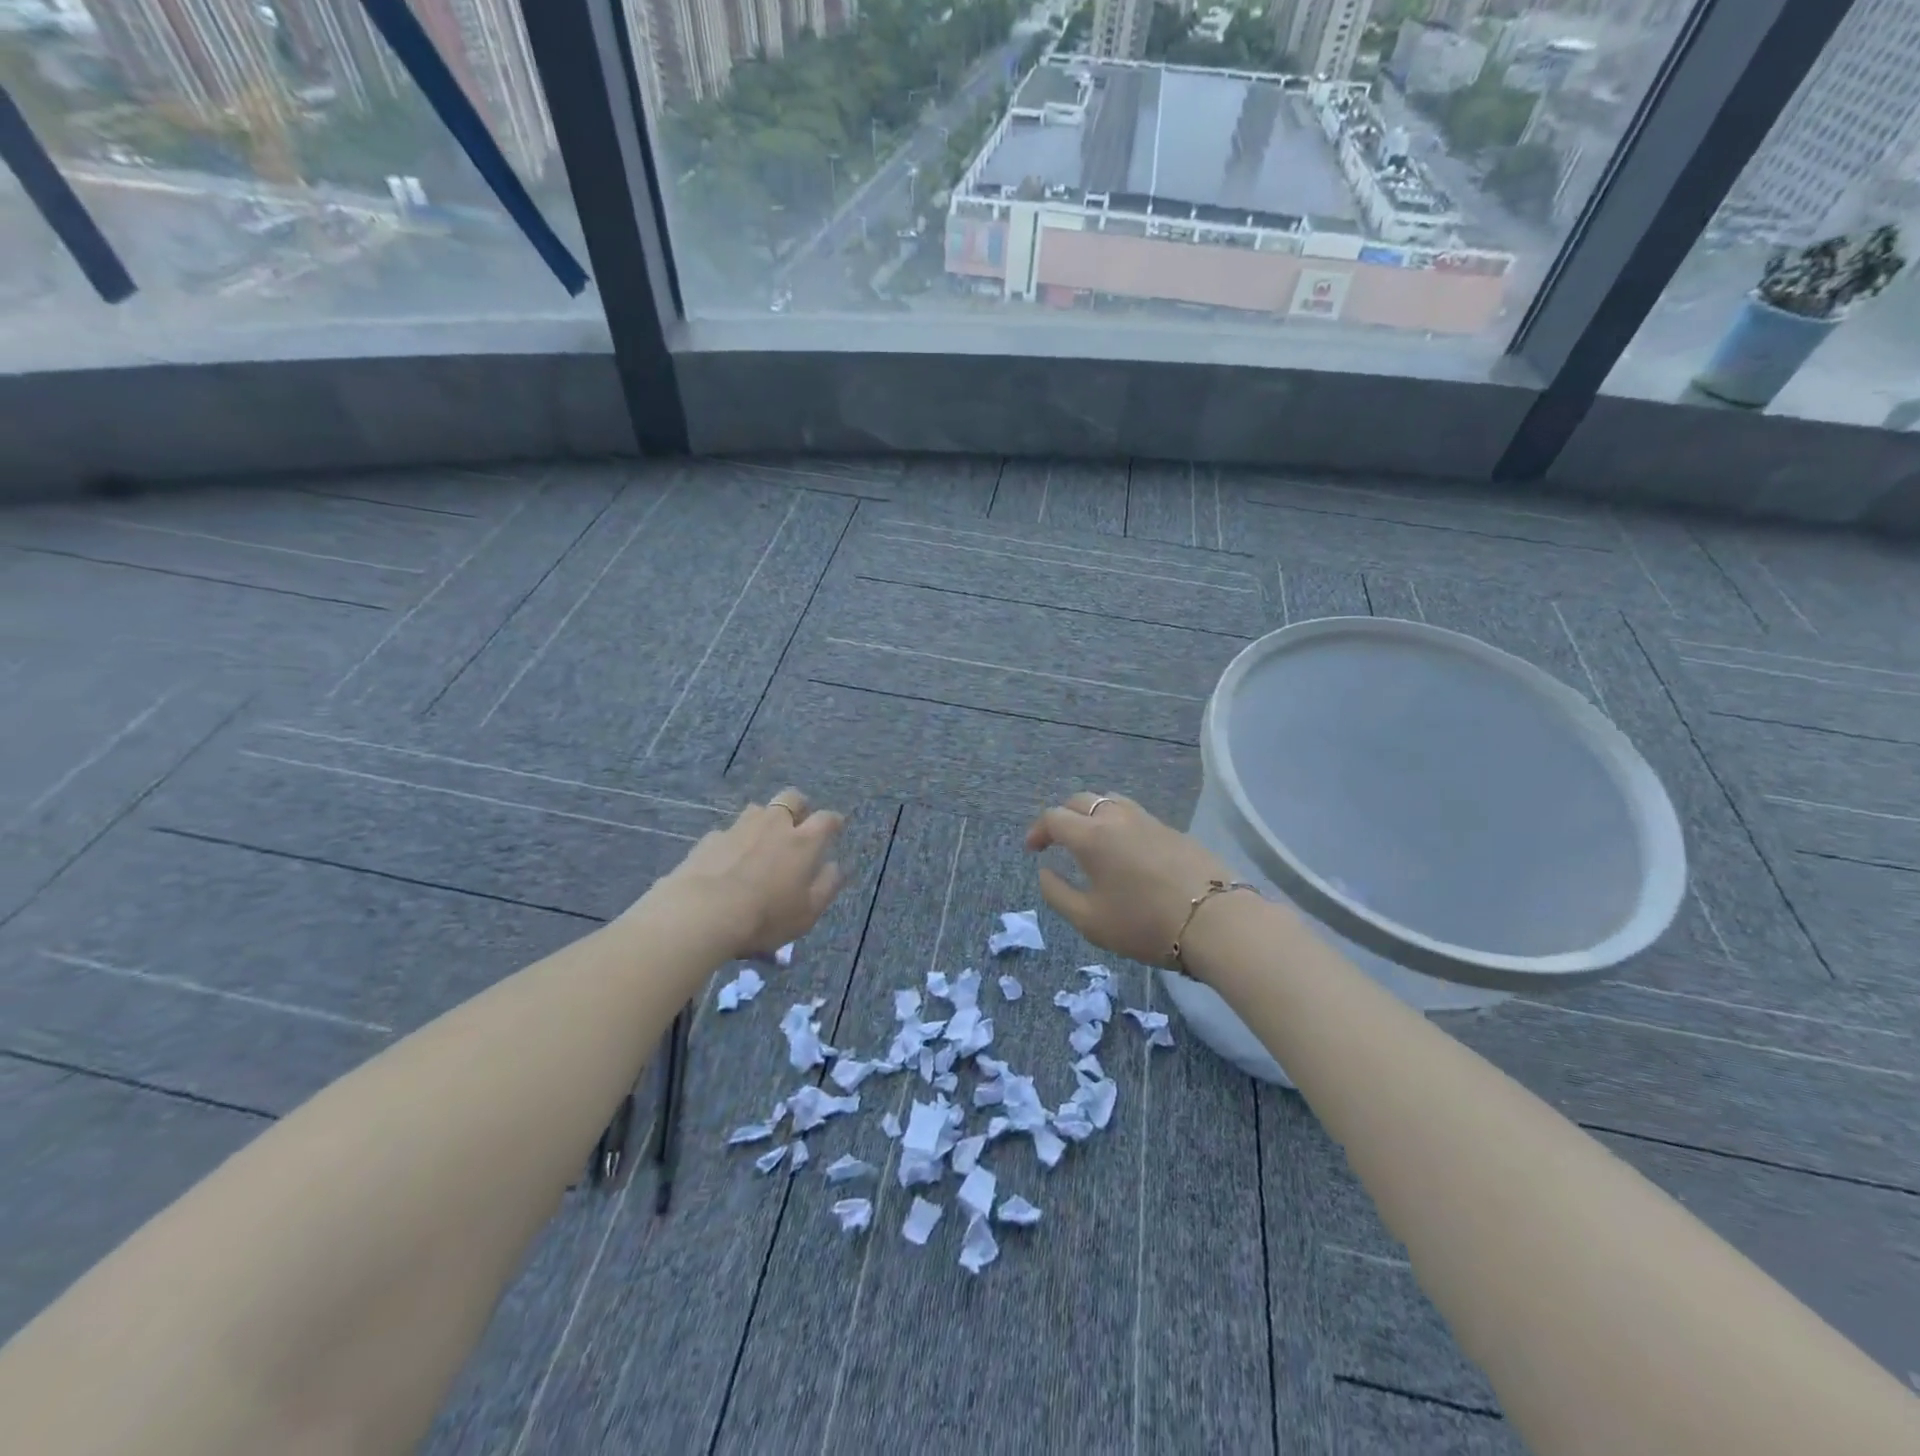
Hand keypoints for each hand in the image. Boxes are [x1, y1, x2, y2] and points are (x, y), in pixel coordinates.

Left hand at [645, 788, 846, 959]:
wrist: (702, 913)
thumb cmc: (765, 916)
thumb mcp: (807, 913)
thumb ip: (827, 886)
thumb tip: (835, 866)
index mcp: (803, 842)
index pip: (826, 819)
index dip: (833, 821)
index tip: (836, 826)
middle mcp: (774, 825)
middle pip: (791, 798)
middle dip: (799, 806)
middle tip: (798, 824)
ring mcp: (739, 828)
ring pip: (758, 810)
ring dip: (765, 821)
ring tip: (761, 842)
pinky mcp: (710, 839)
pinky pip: (728, 832)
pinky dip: (734, 842)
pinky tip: (727, 862)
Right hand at [1025, 792, 1234, 968]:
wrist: (1214, 921)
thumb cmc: (1143, 923)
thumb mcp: (1089, 920)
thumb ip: (1057, 894)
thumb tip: (1045, 871)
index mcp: (1091, 836)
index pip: (1054, 818)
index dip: (1038, 831)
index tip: (1033, 850)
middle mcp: (1116, 818)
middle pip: (1081, 801)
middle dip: (1063, 817)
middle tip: (1057, 841)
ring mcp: (1148, 820)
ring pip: (1110, 801)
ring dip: (1092, 814)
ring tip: (1091, 840)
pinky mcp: (1172, 830)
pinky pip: (1134, 815)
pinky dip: (1118, 823)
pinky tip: (1125, 851)